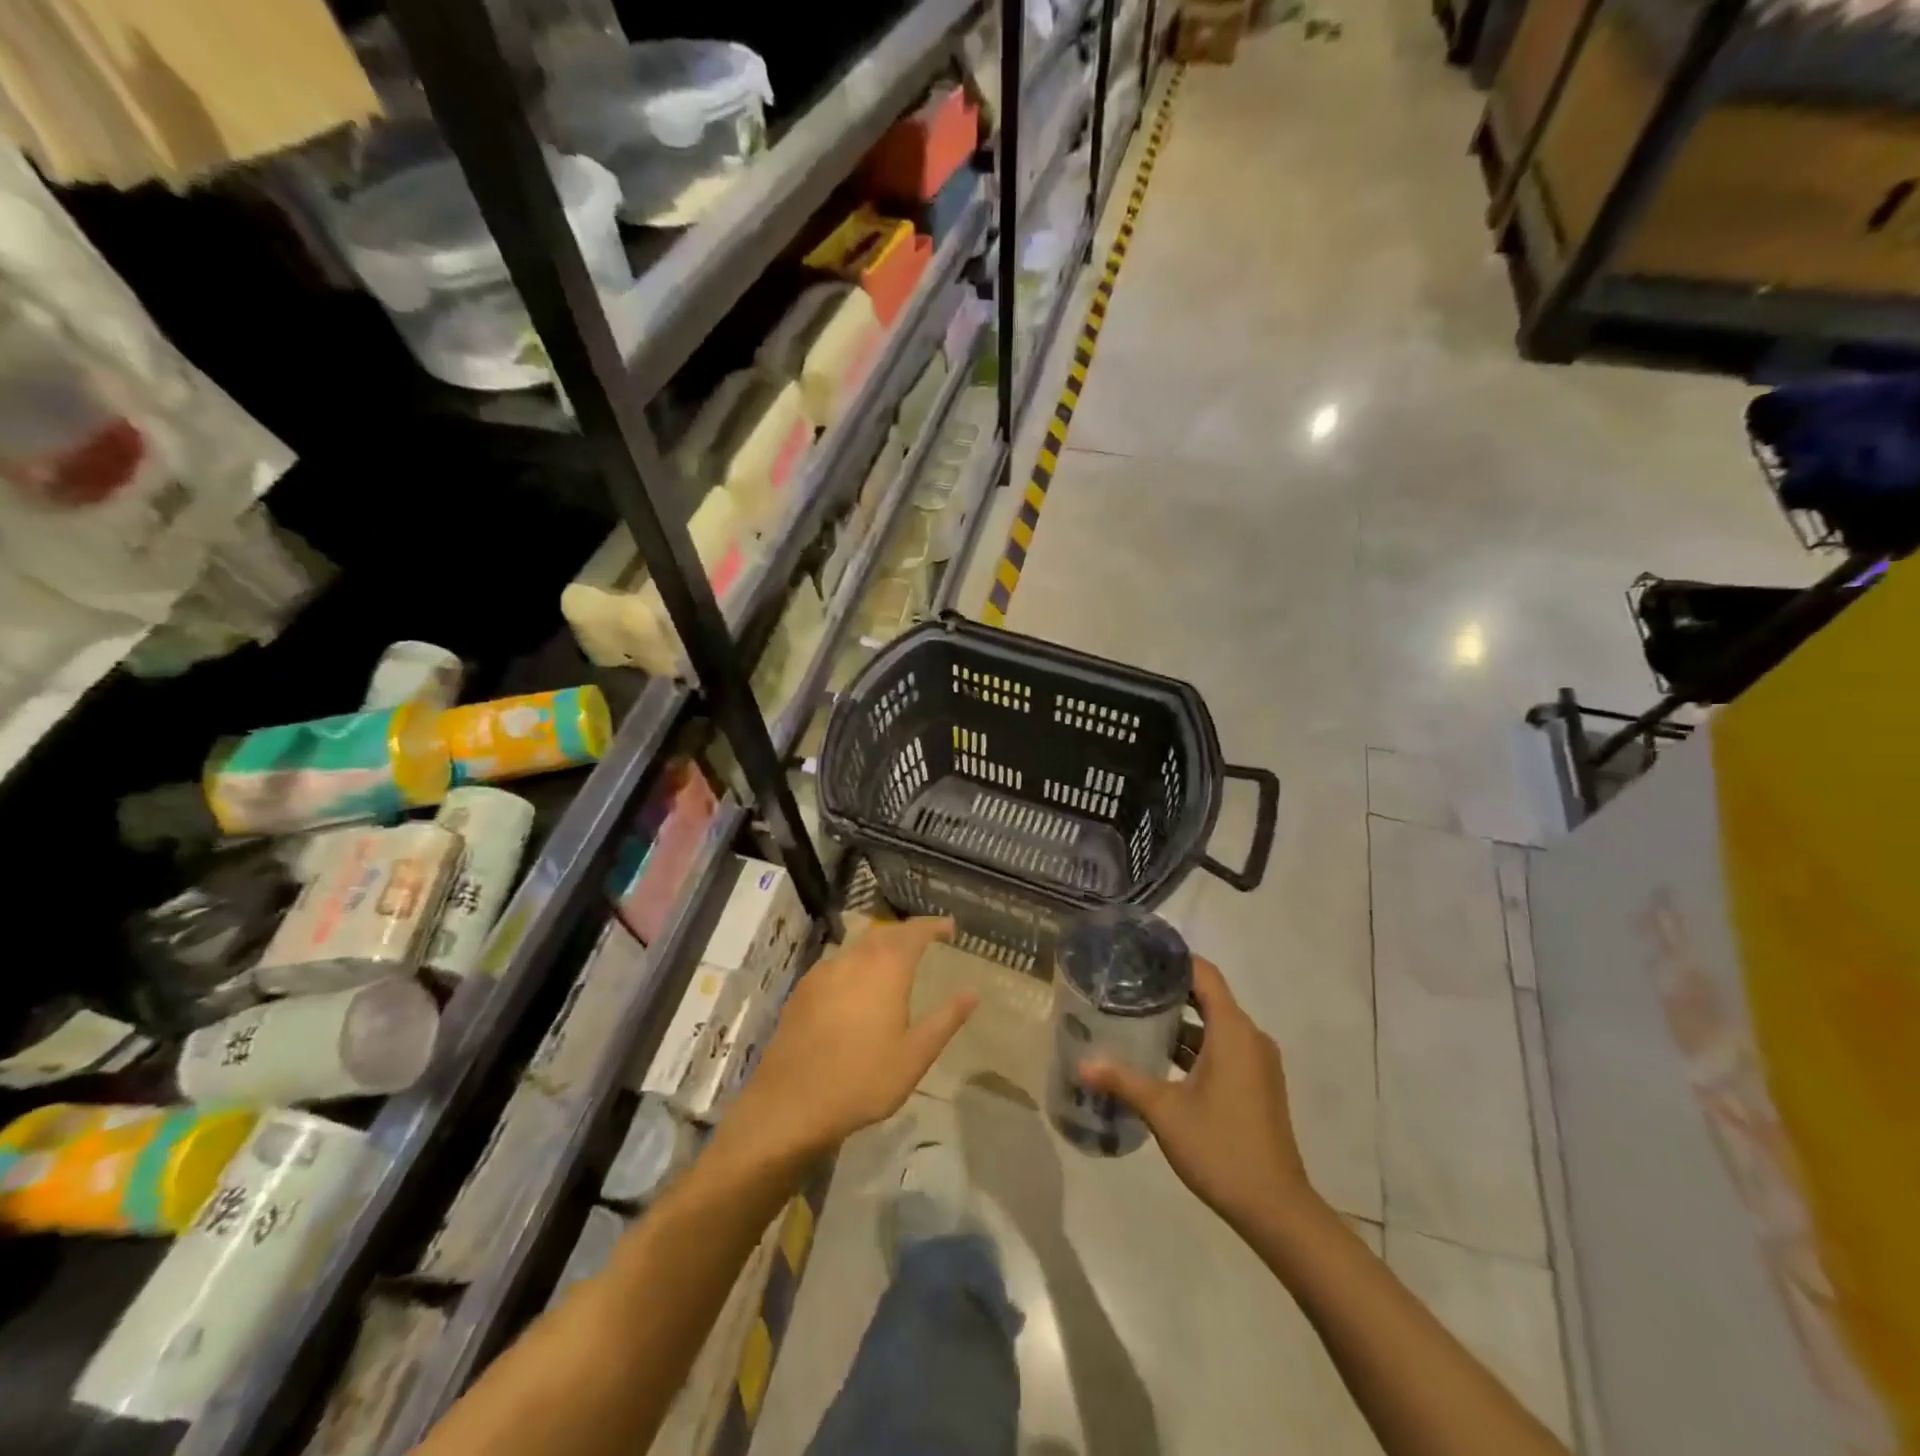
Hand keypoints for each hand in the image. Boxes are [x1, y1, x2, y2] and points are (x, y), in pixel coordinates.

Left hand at [721, 918, 974, 1167]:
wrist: (790, 1103)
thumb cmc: (862, 1079)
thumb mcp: (915, 1056)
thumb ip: (945, 1020)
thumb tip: (972, 992)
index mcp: (886, 969)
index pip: (914, 933)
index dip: (933, 926)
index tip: (950, 927)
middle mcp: (854, 960)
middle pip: (884, 933)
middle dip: (906, 932)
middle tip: (925, 940)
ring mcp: (824, 972)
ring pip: (858, 946)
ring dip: (880, 945)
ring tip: (894, 960)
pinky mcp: (803, 990)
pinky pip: (837, 963)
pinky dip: (856, 963)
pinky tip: (856, 984)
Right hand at [1080, 956, 1318, 1234]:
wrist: (1276, 1209)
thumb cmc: (1221, 1148)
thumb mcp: (1164, 1111)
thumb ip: (1123, 1080)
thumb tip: (1081, 1062)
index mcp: (1233, 1031)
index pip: (1204, 974)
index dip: (1174, 959)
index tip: (1140, 953)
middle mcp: (1250, 1038)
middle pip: (1209, 997)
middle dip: (1170, 989)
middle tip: (1128, 985)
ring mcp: (1257, 1063)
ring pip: (1215, 1026)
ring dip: (1181, 1022)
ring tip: (1136, 1017)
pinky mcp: (1257, 1085)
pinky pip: (1224, 1048)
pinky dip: (1196, 1045)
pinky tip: (1161, 1057)